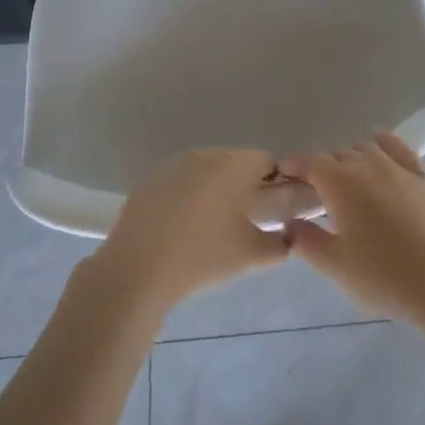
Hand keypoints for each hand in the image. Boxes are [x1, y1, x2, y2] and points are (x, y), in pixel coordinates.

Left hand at [91, 148, 290, 315]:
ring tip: (211, 226)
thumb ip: (279, 244)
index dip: (275, 182)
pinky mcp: (149, 182)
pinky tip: (181, 229)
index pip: (266, 161)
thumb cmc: (203, 256)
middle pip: (235, 162)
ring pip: (205, 171)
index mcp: (233, 165)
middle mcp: (204, 155)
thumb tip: (286, 238)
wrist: (138, 269)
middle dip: (243, 185)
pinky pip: (179, 183)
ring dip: (214, 190)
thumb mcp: (251, 256)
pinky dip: (186, 198)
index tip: (273, 209)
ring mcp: (172, 166)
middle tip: (244, 220)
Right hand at [279, 132, 424, 325]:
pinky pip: (399, 149)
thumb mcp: (335, 265)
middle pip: (337, 154)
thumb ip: (306, 241)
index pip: (309, 162)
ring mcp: (399, 168)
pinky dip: (384, 144)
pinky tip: (380, 147)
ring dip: (350, 158)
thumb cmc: (383, 276)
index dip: (293, 165)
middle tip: (314, 191)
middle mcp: (368, 165)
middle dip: (321, 167)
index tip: (282, 175)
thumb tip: (289, 224)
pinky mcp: (424, 178)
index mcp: (341, 183)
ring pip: (366, 149)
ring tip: (345, 179)